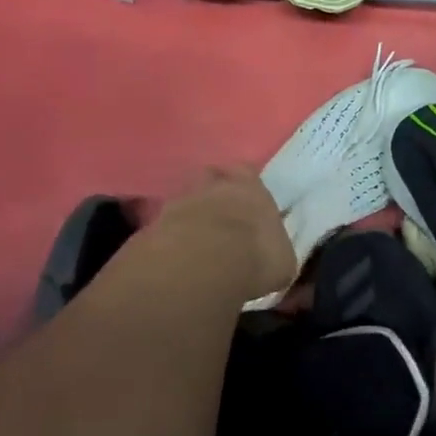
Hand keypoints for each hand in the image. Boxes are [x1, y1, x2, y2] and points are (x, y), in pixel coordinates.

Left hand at [151, 166, 295, 303]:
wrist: (203, 263)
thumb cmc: (256, 255)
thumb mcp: (282, 262)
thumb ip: (276, 253)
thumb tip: (275, 260)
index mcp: (251, 188)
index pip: (247, 172)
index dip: (245, 184)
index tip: (247, 200)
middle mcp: (214, 185)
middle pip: (211, 178)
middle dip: (214, 193)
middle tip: (220, 216)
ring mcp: (180, 201)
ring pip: (185, 199)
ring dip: (190, 214)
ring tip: (196, 239)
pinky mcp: (153, 224)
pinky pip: (164, 226)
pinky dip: (170, 237)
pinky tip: (176, 256)